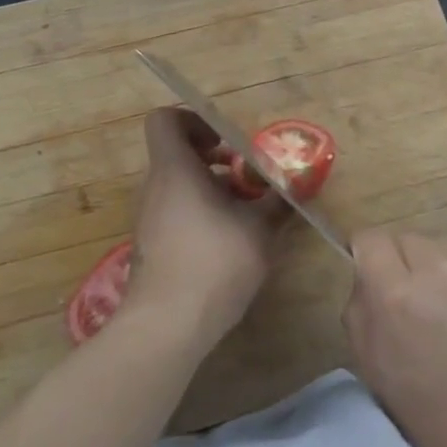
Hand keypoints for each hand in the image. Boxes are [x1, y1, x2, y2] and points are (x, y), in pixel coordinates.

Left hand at [125, 109, 284, 347]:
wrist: (167, 326)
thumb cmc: (214, 262)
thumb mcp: (259, 229)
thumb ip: (279, 202)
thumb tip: (299, 185)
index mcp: (174, 169)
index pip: (165, 120)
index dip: (193, 120)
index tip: (224, 141)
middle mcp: (154, 187)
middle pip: (176, 154)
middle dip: (212, 160)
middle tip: (244, 177)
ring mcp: (148, 218)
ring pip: (177, 186)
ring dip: (208, 189)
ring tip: (243, 212)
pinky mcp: (150, 246)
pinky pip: (173, 213)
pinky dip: (198, 215)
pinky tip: (226, 243)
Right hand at [343, 231, 446, 446]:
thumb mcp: (381, 382)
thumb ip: (361, 321)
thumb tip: (365, 288)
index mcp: (396, 296)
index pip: (369, 239)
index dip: (366, 254)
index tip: (371, 276)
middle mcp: (437, 272)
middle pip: (408, 241)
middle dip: (403, 265)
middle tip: (412, 307)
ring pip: (446, 263)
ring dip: (443, 284)